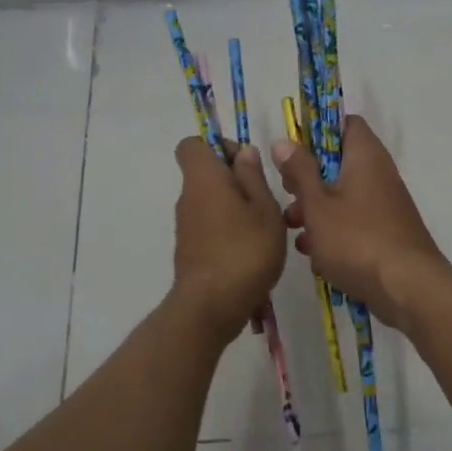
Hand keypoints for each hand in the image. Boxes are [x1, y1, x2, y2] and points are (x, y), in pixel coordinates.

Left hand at [170, 137, 285, 336]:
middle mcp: (188, 197)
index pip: (192, 144)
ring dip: (235, 207)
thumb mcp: (265, 209)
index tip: (246, 164)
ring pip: (210, 202)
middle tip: (265, 200)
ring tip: (263, 229)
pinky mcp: (189, 250)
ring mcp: (186, 226)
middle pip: (205, 173)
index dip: (219, 146)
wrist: (212, 306)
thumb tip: (243, 152)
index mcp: (203, 178)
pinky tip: (251, 251)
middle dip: (235, 180)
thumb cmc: (245, 250)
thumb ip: (253, 177)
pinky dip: (227, 230)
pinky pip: (209, 226)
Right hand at [273, 116, 451, 326]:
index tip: (292, 150)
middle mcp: (379, 175)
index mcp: (365, 157)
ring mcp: (385, 206)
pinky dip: (334, 233)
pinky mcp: (386, 233)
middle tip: (287, 195)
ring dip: (316, 211)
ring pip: (343, 196)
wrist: (408, 289)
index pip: (344, 123)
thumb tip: (284, 141)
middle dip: (308, 180)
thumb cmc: (357, 240)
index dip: (316, 131)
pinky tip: (316, 256)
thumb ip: (299, 172)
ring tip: (294, 231)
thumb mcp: (317, 205)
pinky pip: (354, 223)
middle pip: (338, 163)